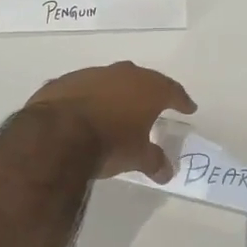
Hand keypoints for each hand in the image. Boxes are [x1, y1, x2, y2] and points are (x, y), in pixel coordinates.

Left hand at [27, 62, 195, 182]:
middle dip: (149, 92)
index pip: (173, 91)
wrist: (57, 134)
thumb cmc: (109, 143)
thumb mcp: (138, 157)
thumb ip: (155, 161)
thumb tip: (167, 172)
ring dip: (116, 93)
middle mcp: (123, 74)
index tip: (189, 108)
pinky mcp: (65, 81)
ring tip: (117, 110)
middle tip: (154, 105)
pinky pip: (83, 89)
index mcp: (148, 88)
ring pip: (111, 81)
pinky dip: (89, 98)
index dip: (182, 101)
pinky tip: (85, 112)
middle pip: (142, 80)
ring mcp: (92, 74)